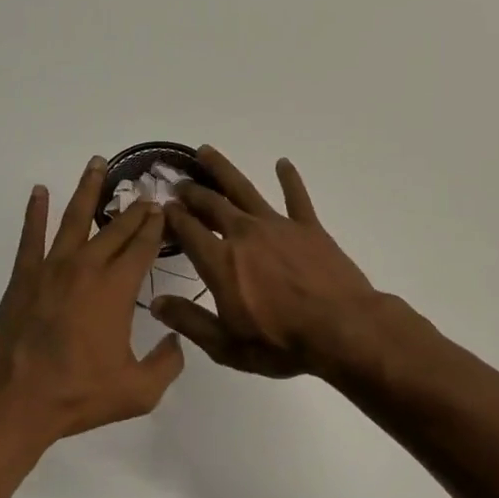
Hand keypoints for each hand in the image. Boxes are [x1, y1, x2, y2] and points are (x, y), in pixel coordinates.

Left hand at [0, 158, 185, 445]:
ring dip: (88, 190)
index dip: (157, 226)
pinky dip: (35, 211)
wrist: (14, 401)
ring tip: (97, 163)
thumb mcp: (138, 391)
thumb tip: (176, 340)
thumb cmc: (78, 395)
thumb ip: (167, 364)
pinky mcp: (24, 277)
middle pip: (116, 228)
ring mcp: (52, 269)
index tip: (165, 208)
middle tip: (146, 190)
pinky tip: (39, 191)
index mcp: (117, 289)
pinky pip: (31, 235)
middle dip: (134, 208)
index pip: (143, 247)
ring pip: (75, 219)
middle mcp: (87, 268)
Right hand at [151, 147, 381, 379]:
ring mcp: (278, 226)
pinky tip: (282, 163)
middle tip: (179, 182)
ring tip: (206, 152)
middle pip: (212, 204)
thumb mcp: (226, 345)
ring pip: (244, 189)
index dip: (172, 216)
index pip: (188, 230)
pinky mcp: (309, 227)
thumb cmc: (281, 344)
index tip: (162, 207)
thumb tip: (156, 303)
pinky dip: (289, 178)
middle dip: (191, 191)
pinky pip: (297, 197)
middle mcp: (244, 235)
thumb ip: (190, 321)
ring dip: (223, 169)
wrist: (342, 330)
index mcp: (220, 262)